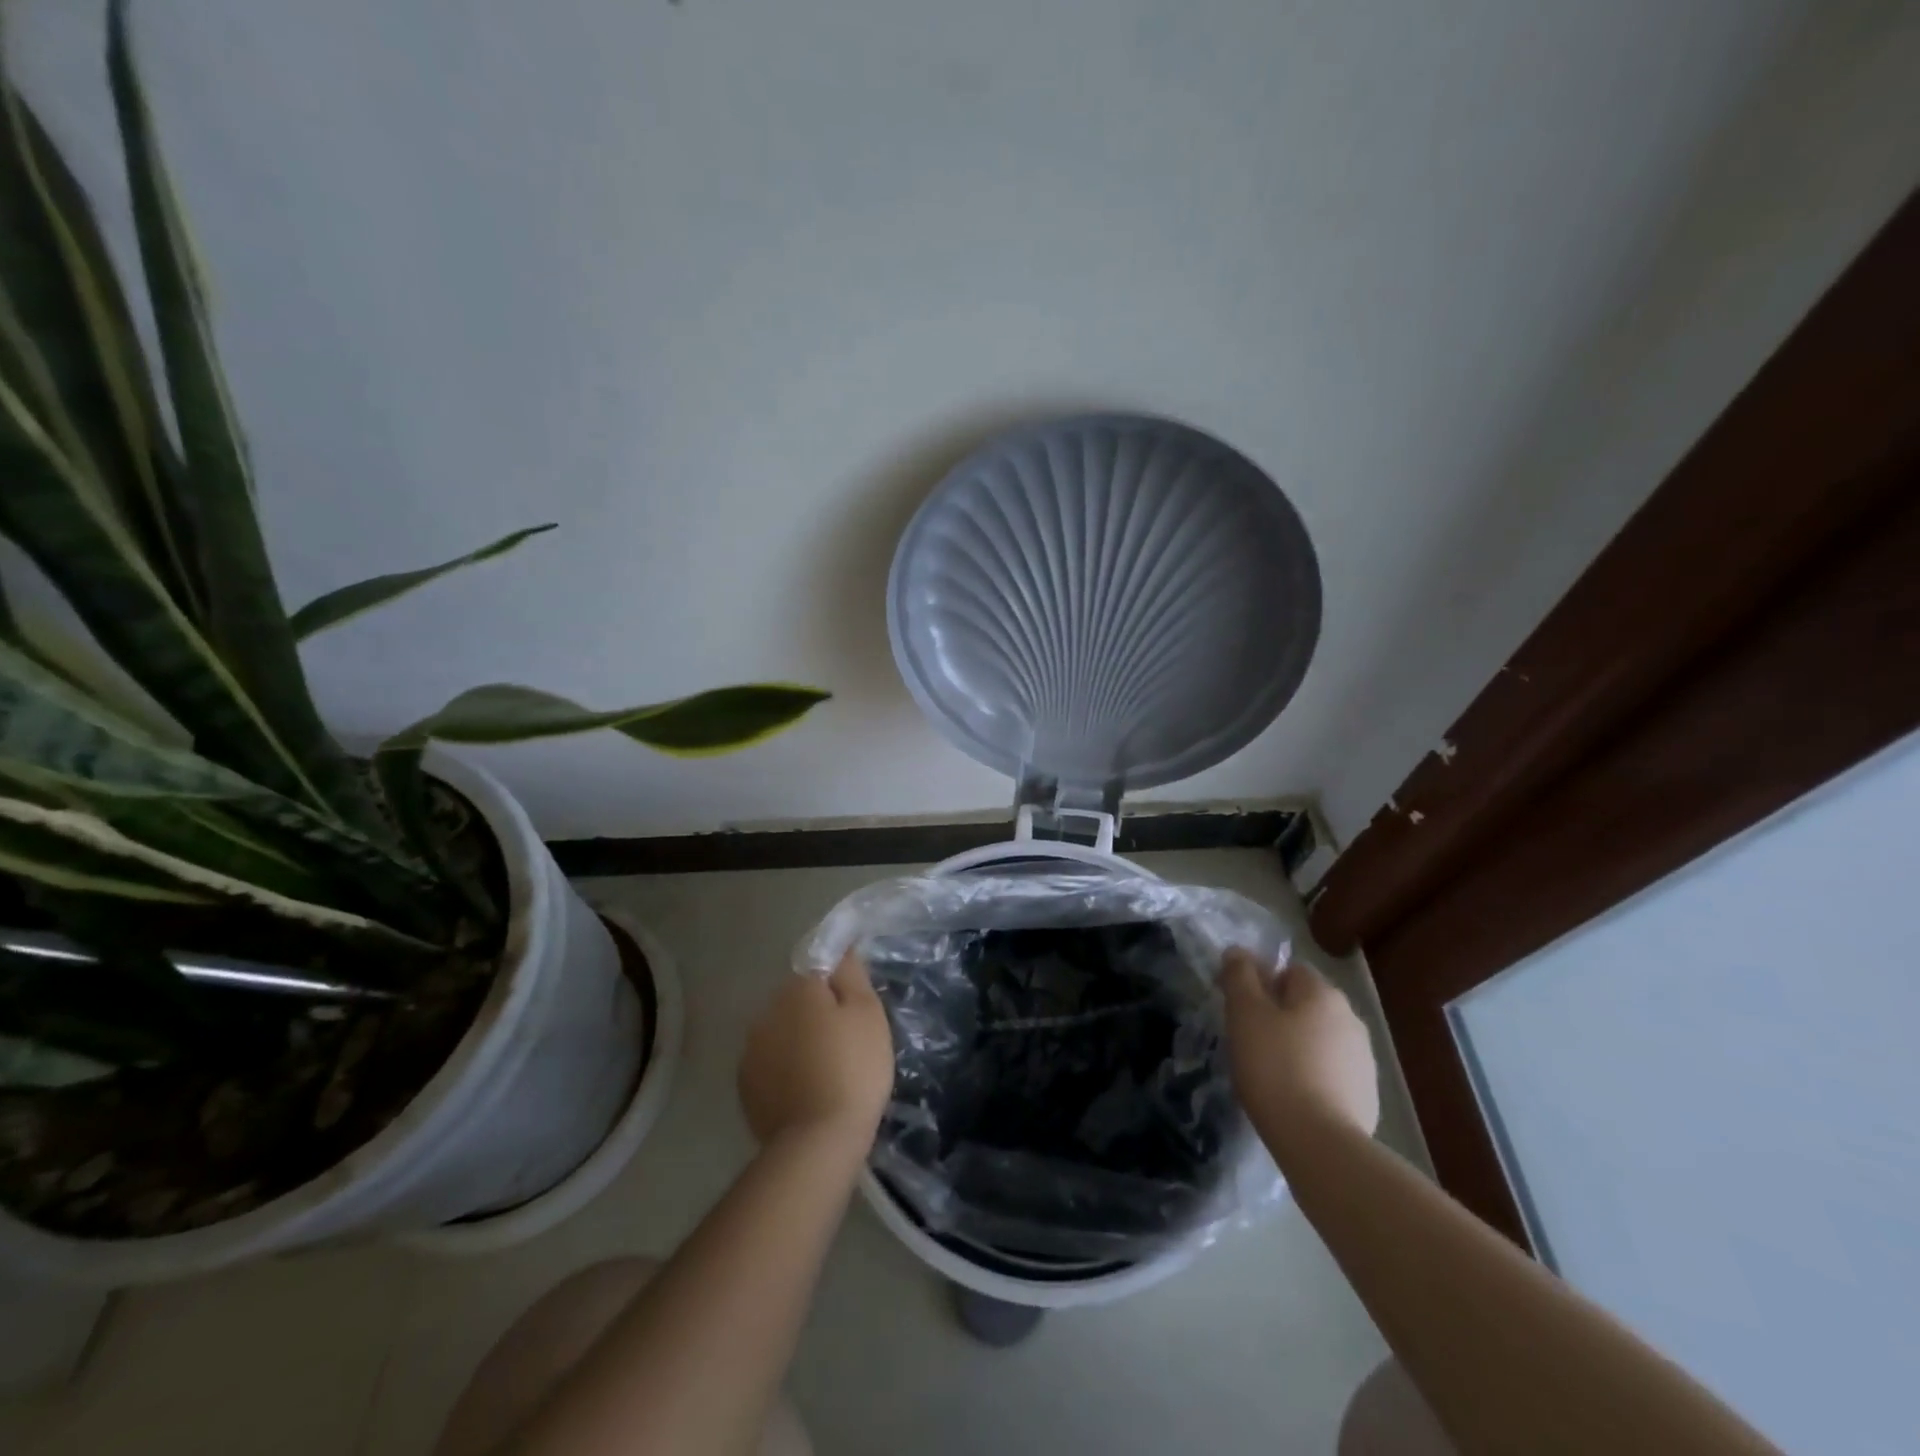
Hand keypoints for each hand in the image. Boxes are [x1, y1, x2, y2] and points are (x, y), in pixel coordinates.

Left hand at [738, 953, 894, 1155]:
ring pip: (781, 1031)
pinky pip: (770, 1063)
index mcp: (797, 989)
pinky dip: (785, 1069)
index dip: (838, 984)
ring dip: (799, 1040)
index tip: (855, 1007)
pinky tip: (806, 1089)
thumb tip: (840, 948)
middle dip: (817, 1012)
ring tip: (826, 1069)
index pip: (817, 967)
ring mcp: (751, 1049)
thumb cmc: (853, 1068)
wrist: (818, 1141)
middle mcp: (767, 1011)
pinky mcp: (745, 1085)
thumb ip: (851, 974)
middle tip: (846, 1041)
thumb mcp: (868, 1013)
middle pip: (796, 1000)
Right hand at [1219, 950, 1379, 1144]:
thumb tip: (1238, 951)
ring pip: (1320, 1039)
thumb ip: (1239, 976)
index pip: (1290, 970)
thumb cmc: (1275, 1066)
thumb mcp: (1244, 1013)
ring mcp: (1364, 1059)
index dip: (1262, 983)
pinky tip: (1294, 1096)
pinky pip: (1332, 1072)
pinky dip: (1314, 1076)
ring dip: (1298, 1046)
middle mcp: (1351, 1018)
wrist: (1319, 1142)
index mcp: (1323, 993)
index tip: (1241, 1009)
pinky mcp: (1367, 1095)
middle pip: (1306, 1004)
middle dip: (1280, 1015)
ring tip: (1270, 1072)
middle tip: (1250, 1040)